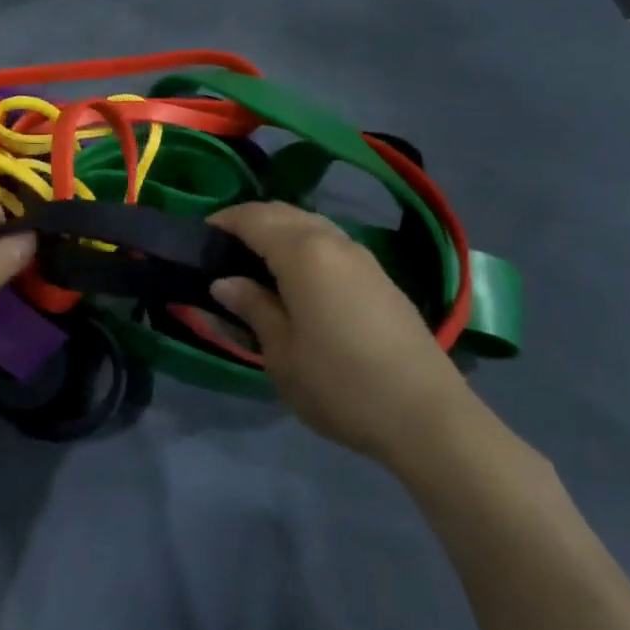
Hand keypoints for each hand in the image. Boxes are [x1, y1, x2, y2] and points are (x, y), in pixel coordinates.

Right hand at [207, 202, 471, 469]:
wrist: (428, 417)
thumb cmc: (341, 384)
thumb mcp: (281, 353)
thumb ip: (253, 308)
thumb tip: (225, 283)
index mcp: (303, 253)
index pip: (254, 218)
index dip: (224, 220)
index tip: (201, 234)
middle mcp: (333, 242)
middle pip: (284, 212)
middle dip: (251, 219)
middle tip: (224, 245)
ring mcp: (363, 258)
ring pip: (312, 224)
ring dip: (280, 229)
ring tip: (256, 258)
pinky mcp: (381, 278)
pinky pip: (332, 243)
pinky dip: (305, 244)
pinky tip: (298, 276)